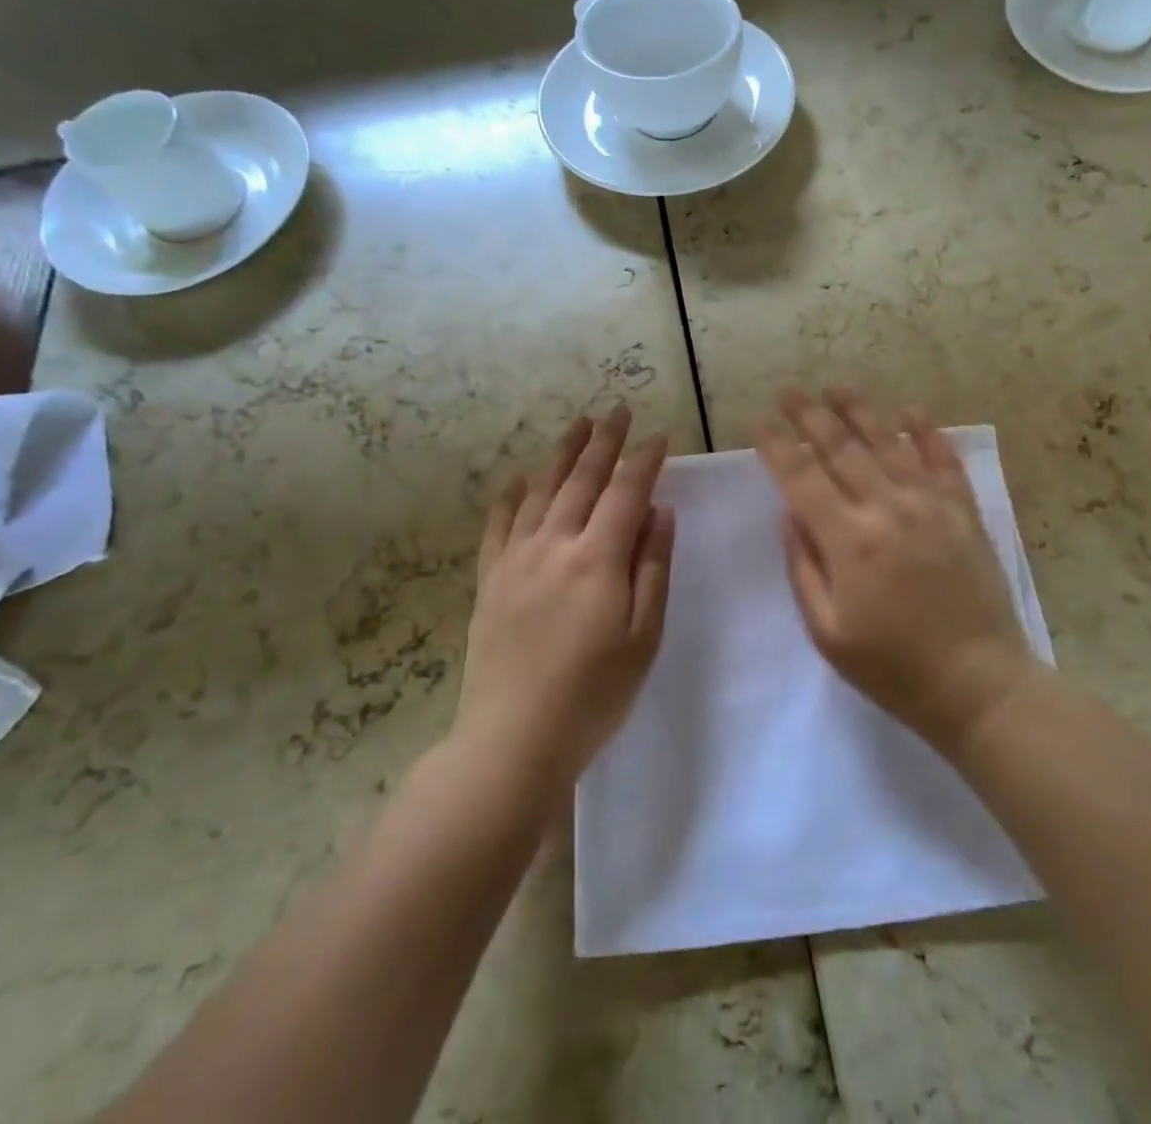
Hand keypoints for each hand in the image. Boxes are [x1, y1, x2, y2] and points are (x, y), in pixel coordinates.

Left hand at [458, 406, 674, 783]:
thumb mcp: (643, 636)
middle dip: (603, 442)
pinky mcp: (489, 580)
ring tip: (577, 426)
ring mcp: (515, 560)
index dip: (644, 461)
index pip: (626, 493)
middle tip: (616, 411)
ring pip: (541, 492)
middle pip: (582, 480)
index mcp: (597, 559)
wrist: (513, 740)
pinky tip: (517, 479)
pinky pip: (499, 525)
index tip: (658, 436)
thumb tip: (660, 511)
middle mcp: (554, 545)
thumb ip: (652, 567)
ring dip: (561, 455)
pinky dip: (509, 497)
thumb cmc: (594, 694)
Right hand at [756, 388, 1039, 751]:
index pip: (801, 477)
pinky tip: (910, 410)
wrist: (978, 684)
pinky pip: (943, 459)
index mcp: (849, 540)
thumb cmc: (892, 667)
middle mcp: (888, 508)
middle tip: (789, 392)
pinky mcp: (964, 511)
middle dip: (810, 415)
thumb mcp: (827, 631)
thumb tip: (790, 514)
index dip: (776, 445)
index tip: (758, 422)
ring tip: (836, 387)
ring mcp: (931, 504)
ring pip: (889, 441)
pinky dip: (926, 430)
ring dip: (860, 409)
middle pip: (841, 447)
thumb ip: (803, 566)